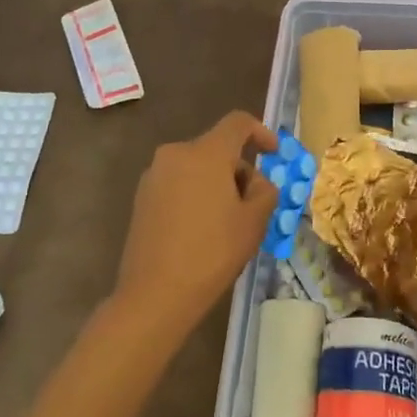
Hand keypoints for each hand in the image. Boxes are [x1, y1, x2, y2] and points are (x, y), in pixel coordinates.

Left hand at [112, 110, 278, 340]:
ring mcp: (154, 175)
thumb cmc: (212, 252)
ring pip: (196, 167)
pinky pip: (178, 183)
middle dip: (239, 169)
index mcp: (205, 152)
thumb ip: (265, 191)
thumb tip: (257, 182)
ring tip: (227, 221)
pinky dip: (195, 195)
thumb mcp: (254, 222)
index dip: (261, 133)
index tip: (274, 155)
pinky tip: (201, 229)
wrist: (155, 294)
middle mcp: (175, 154)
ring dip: (217, 183)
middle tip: (254, 204)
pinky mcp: (142, 197)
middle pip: (217, 148)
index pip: (237, 123)